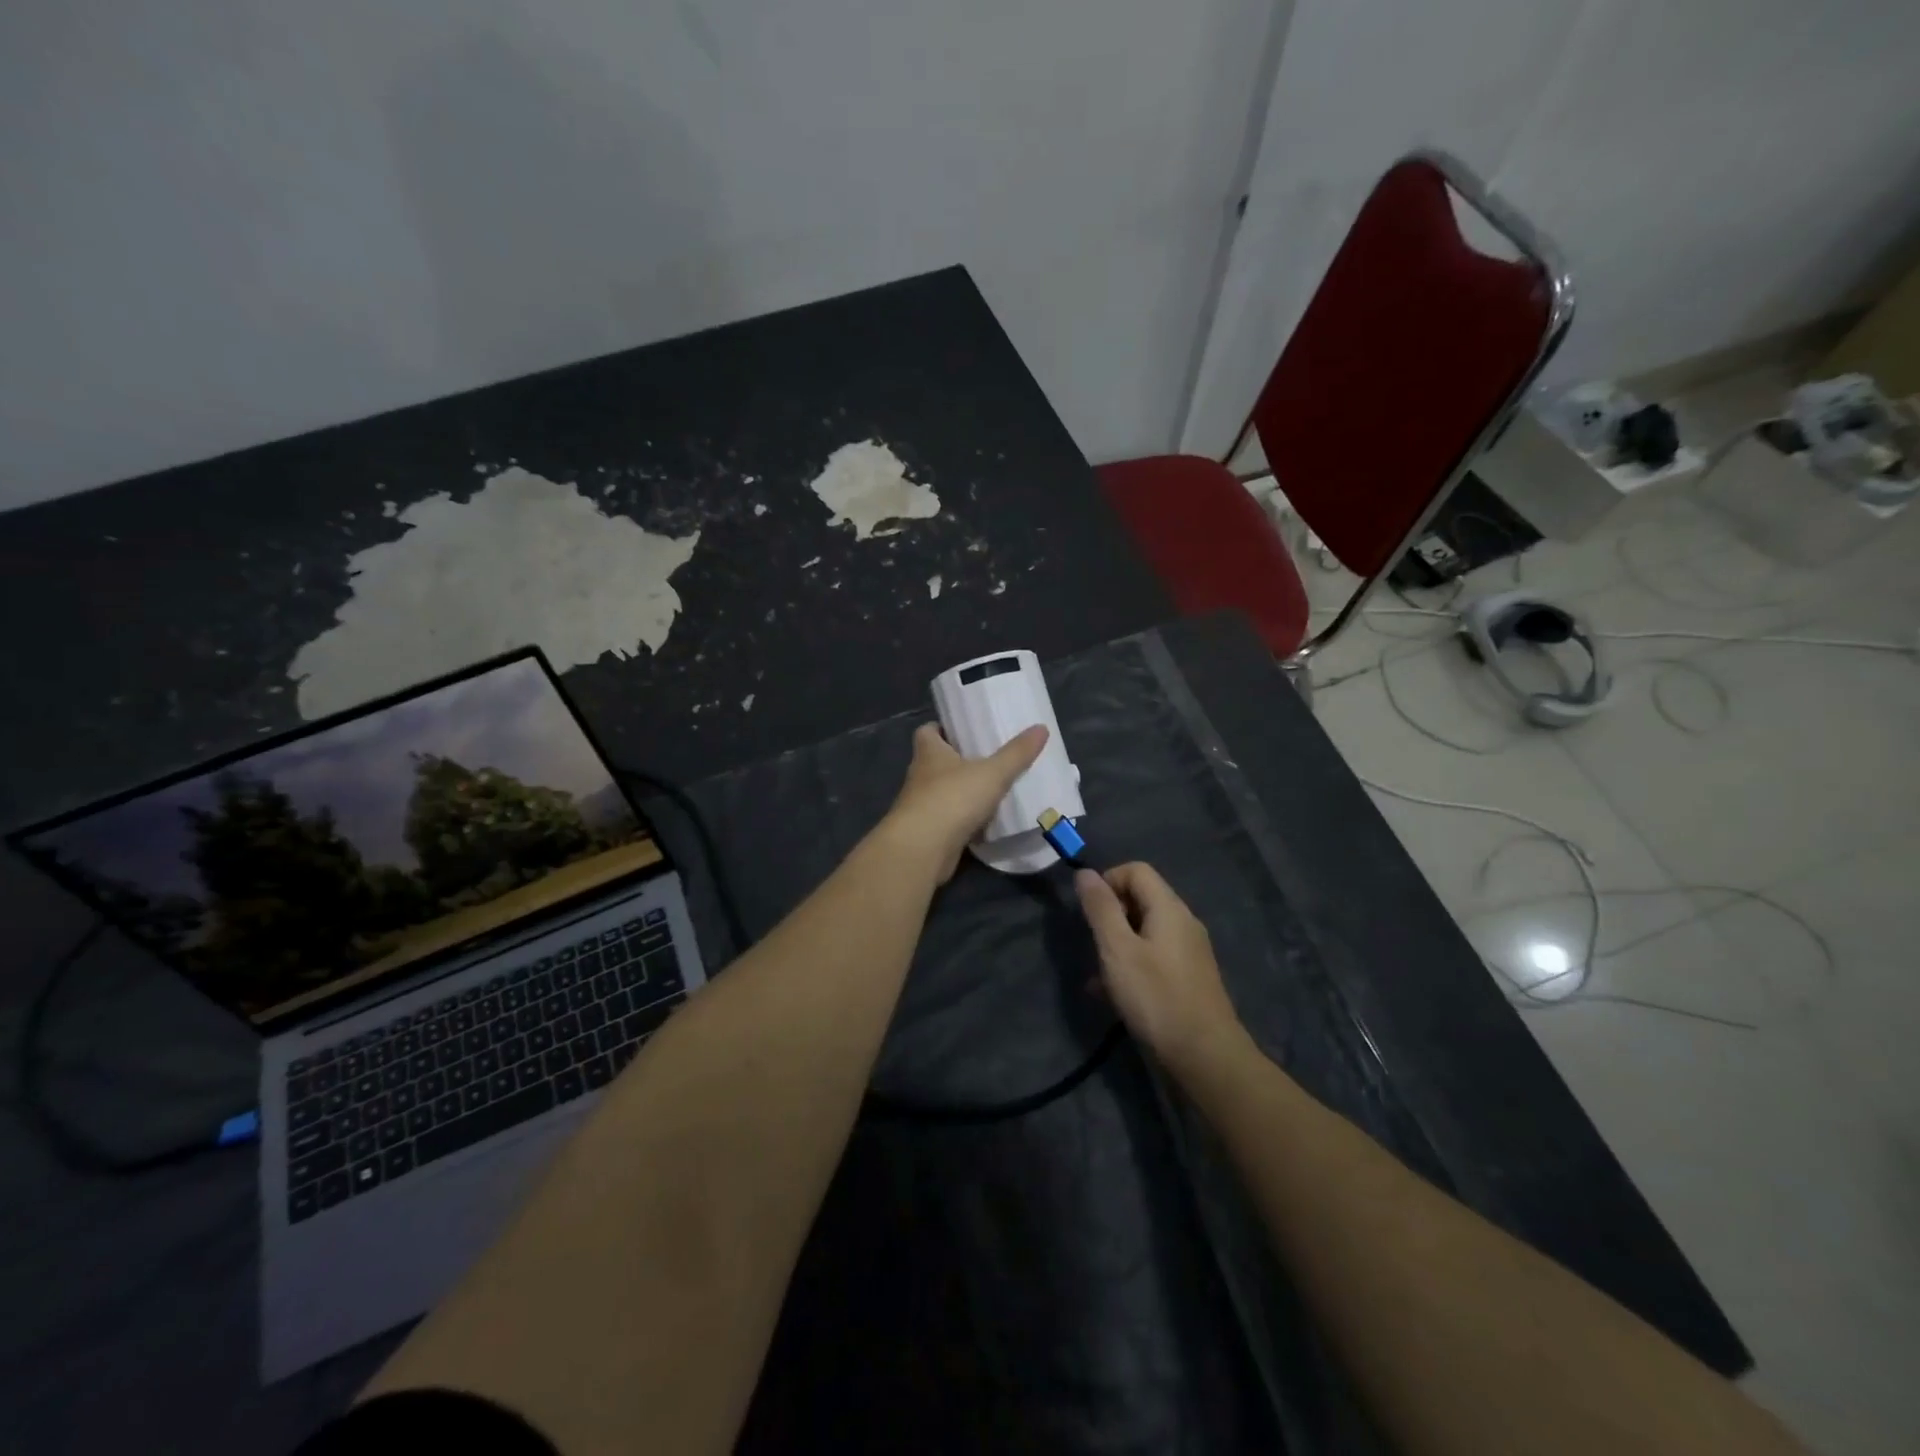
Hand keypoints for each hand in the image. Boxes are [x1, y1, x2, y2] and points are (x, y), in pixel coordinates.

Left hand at [881, 722, 1047, 881]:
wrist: (923, 849)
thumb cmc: (952, 798)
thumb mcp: (992, 772)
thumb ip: (1016, 753)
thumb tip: (1041, 727)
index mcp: (928, 752)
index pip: (927, 731)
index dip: (943, 728)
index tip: (964, 730)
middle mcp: (920, 775)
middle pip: (936, 761)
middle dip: (958, 759)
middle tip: (988, 757)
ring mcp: (921, 805)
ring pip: (943, 791)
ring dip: (961, 791)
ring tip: (992, 788)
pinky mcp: (928, 831)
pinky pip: (948, 819)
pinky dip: (964, 819)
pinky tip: (986, 821)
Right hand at [1076, 863, 1244, 1072]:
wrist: (1205, 1057)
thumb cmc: (1156, 998)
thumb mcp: (1118, 950)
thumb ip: (1101, 909)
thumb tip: (1086, 873)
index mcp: (1169, 908)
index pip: (1136, 870)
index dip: (1107, 881)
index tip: (1089, 912)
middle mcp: (1183, 923)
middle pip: (1141, 899)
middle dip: (1110, 915)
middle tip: (1093, 945)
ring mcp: (1189, 952)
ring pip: (1144, 931)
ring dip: (1117, 944)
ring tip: (1097, 975)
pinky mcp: (1189, 978)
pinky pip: (1153, 956)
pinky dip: (1131, 965)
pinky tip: (1112, 995)